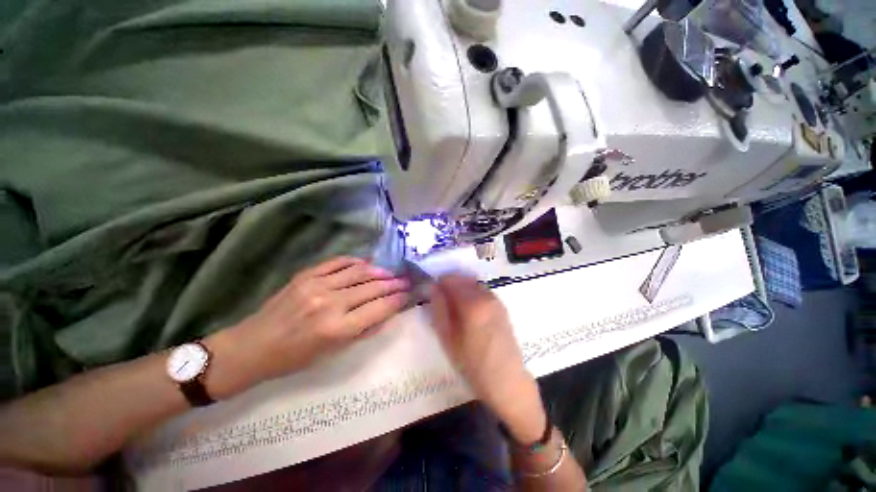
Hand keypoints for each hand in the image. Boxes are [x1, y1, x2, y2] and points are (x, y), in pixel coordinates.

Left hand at [207, 257, 409, 395]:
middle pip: (372, 288)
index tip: (408, 294)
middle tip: (405, 280)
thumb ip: (363, 331)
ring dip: (379, 271)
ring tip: (390, 272)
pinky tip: (366, 263)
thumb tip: (387, 313)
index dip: (397, 300)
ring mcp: (316, 285)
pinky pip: (337, 263)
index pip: (378, 308)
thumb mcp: (333, 354)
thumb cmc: (294, 359)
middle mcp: (330, 303)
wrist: (252, 347)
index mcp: (337, 329)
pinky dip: (355, 261)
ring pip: (359, 272)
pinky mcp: (305, 275)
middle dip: (393, 283)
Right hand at [428, 274, 546, 443]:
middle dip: (450, 284)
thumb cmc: (472, 363)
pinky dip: (472, 293)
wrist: (506, 380)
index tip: (433, 292)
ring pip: (473, 284)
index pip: (451, 280)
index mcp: (472, 303)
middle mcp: (486, 295)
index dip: (439, 283)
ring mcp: (496, 300)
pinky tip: (468, 311)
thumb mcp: (448, 338)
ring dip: (461, 288)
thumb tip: (434, 287)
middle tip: (441, 299)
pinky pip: (482, 291)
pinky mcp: (501, 306)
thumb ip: (439, 309)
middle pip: (463, 279)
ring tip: (454, 306)